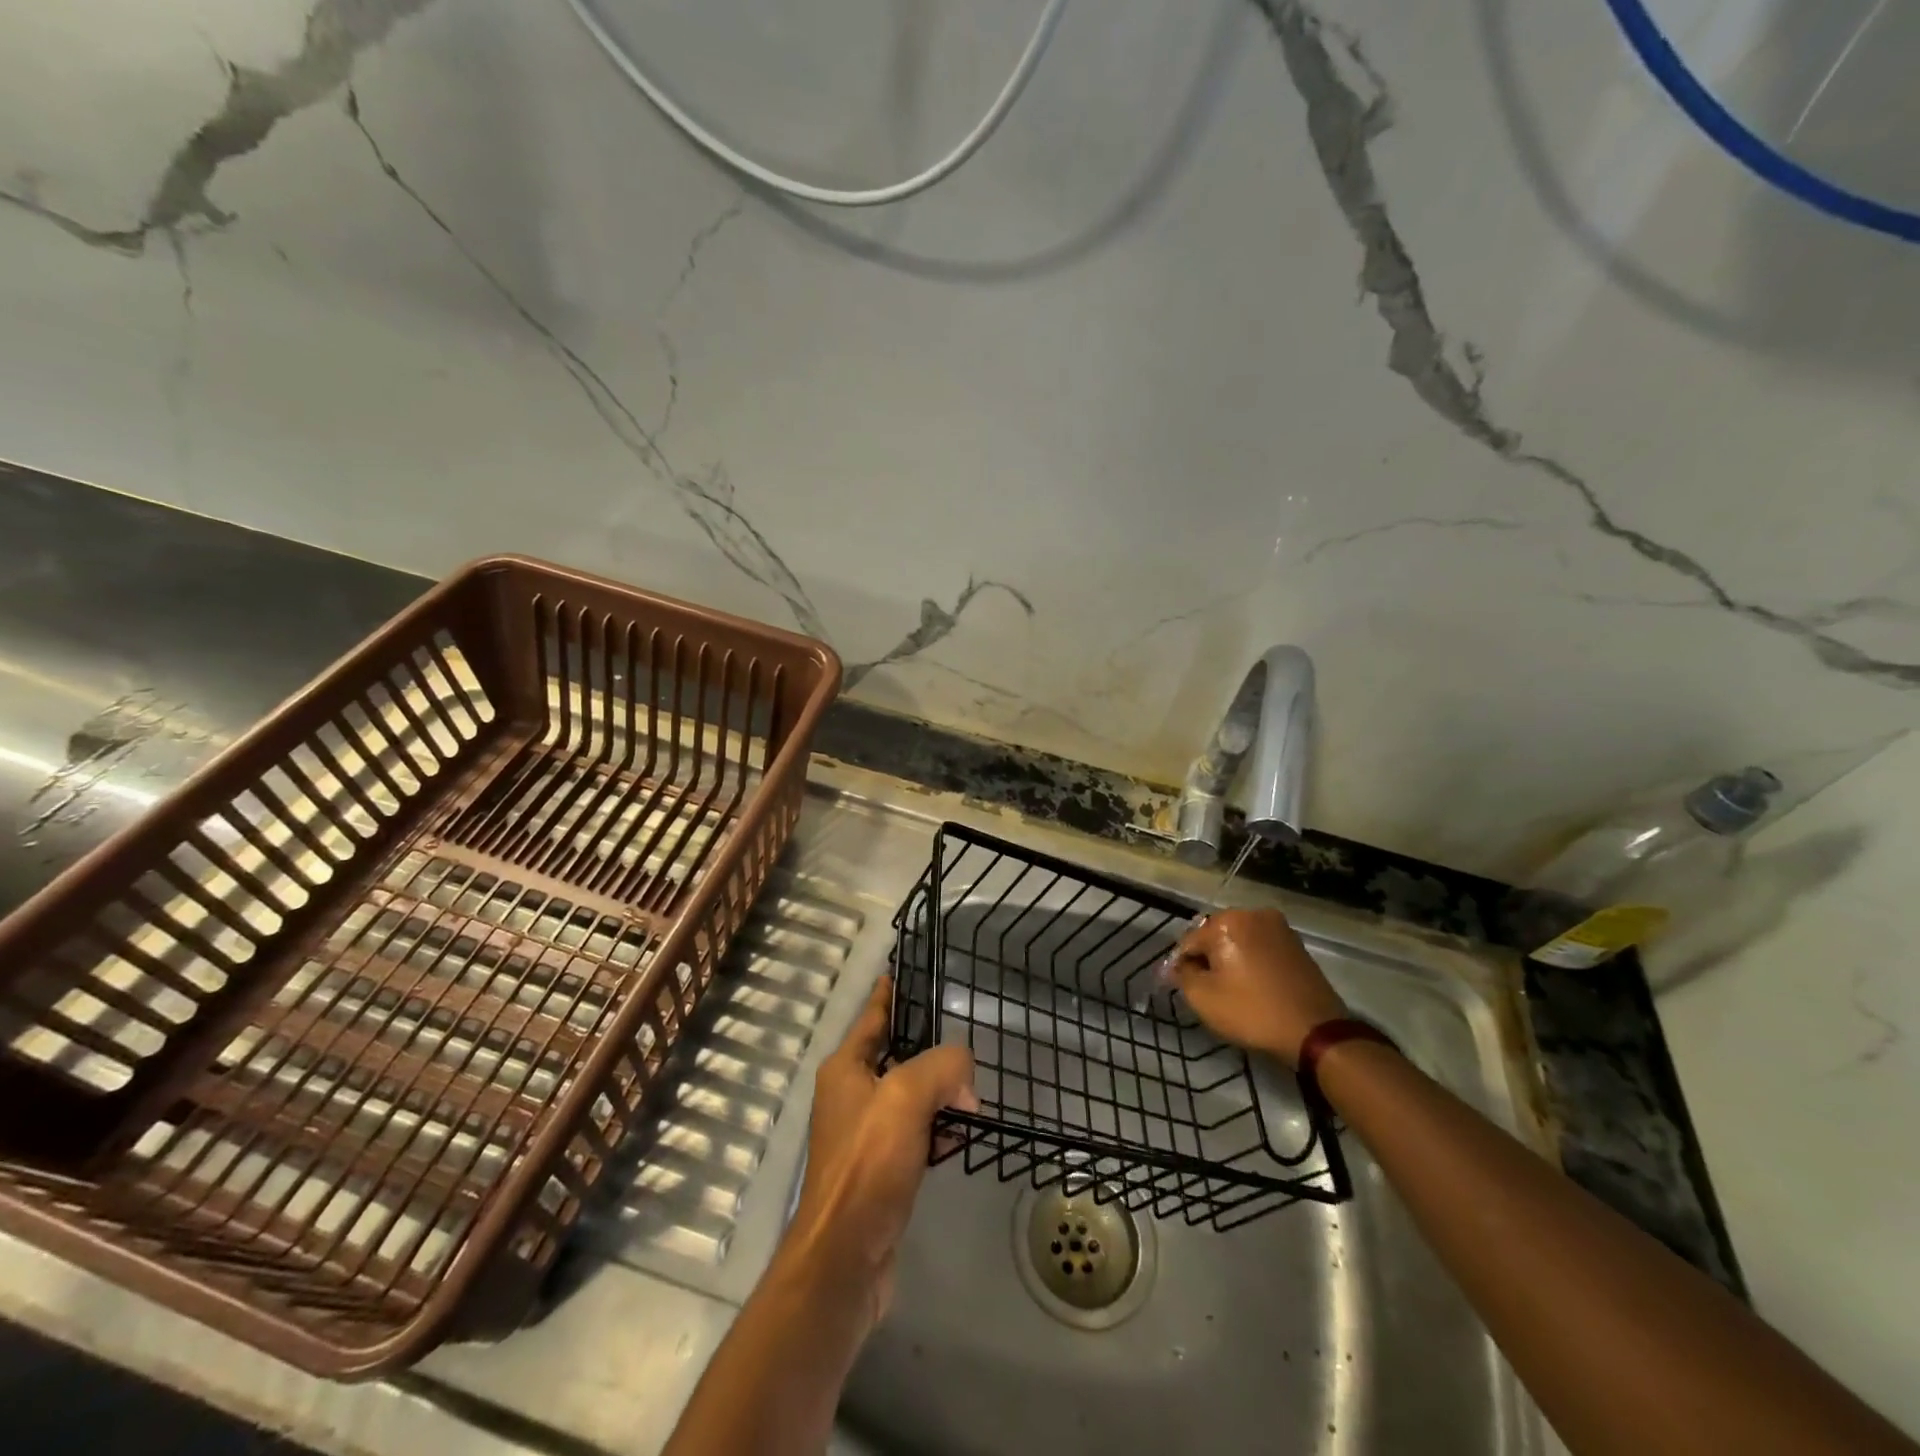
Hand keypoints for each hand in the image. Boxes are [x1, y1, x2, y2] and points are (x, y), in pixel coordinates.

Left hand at [784, 975, 977, 1335]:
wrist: (846, 1257)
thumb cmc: (868, 1164)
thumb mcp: (907, 1097)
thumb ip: (942, 1066)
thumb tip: (964, 1078)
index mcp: (846, 1068)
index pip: (873, 1015)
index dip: (890, 992)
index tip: (906, 969)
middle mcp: (851, 1095)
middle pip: (896, 1055)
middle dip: (930, 1048)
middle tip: (964, 1034)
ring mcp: (866, 1134)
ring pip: (911, 1095)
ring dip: (941, 1092)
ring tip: (973, 1089)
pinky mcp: (882, 1169)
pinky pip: (917, 1132)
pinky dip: (940, 1128)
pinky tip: (963, 1133)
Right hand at [1167, 908, 1348, 1067]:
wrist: (1316, 1032)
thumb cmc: (1253, 1012)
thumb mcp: (1203, 998)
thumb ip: (1182, 975)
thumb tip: (1176, 966)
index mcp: (1227, 921)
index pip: (1189, 941)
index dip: (1181, 966)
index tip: (1181, 988)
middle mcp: (1252, 914)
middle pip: (1214, 935)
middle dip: (1207, 958)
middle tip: (1207, 988)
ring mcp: (1278, 926)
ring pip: (1239, 940)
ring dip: (1230, 958)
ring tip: (1231, 988)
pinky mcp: (1296, 943)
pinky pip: (1261, 946)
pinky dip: (1251, 960)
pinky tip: (1253, 984)